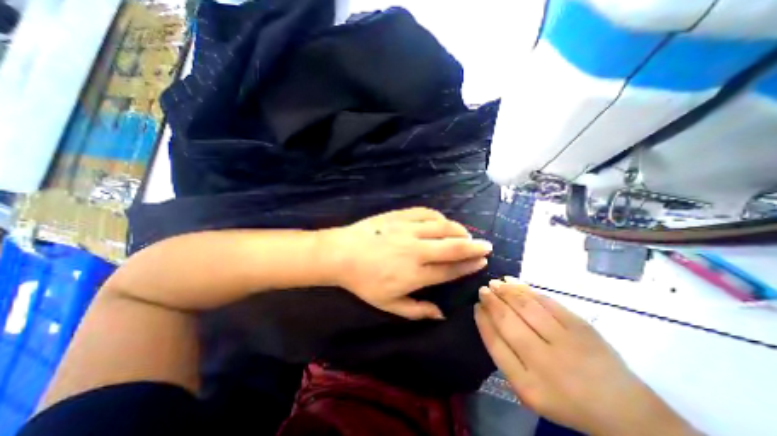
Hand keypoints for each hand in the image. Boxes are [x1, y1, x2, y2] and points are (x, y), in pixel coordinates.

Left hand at [322, 205, 489, 321]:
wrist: (342, 254)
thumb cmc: (363, 281)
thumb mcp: (388, 304)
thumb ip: (416, 310)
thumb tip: (441, 314)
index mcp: (415, 274)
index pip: (449, 270)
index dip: (468, 266)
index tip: (481, 262)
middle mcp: (416, 250)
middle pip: (452, 247)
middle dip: (473, 247)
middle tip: (486, 246)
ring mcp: (408, 230)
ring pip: (442, 227)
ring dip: (459, 230)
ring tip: (466, 234)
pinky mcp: (400, 216)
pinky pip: (425, 213)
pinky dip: (438, 217)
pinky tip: (442, 221)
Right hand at [473, 280, 698, 435]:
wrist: (624, 410)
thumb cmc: (564, 398)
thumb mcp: (527, 389)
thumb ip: (504, 355)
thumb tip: (486, 318)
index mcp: (528, 385)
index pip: (495, 343)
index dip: (482, 321)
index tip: (475, 306)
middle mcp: (545, 362)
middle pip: (508, 321)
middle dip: (491, 301)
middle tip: (483, 290)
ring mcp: (566, 342)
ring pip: (525, 306)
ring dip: (505, 291)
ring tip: (495, 283)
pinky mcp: (581, 326)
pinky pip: (545, 301)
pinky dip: (526, 289)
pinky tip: (513, 282)